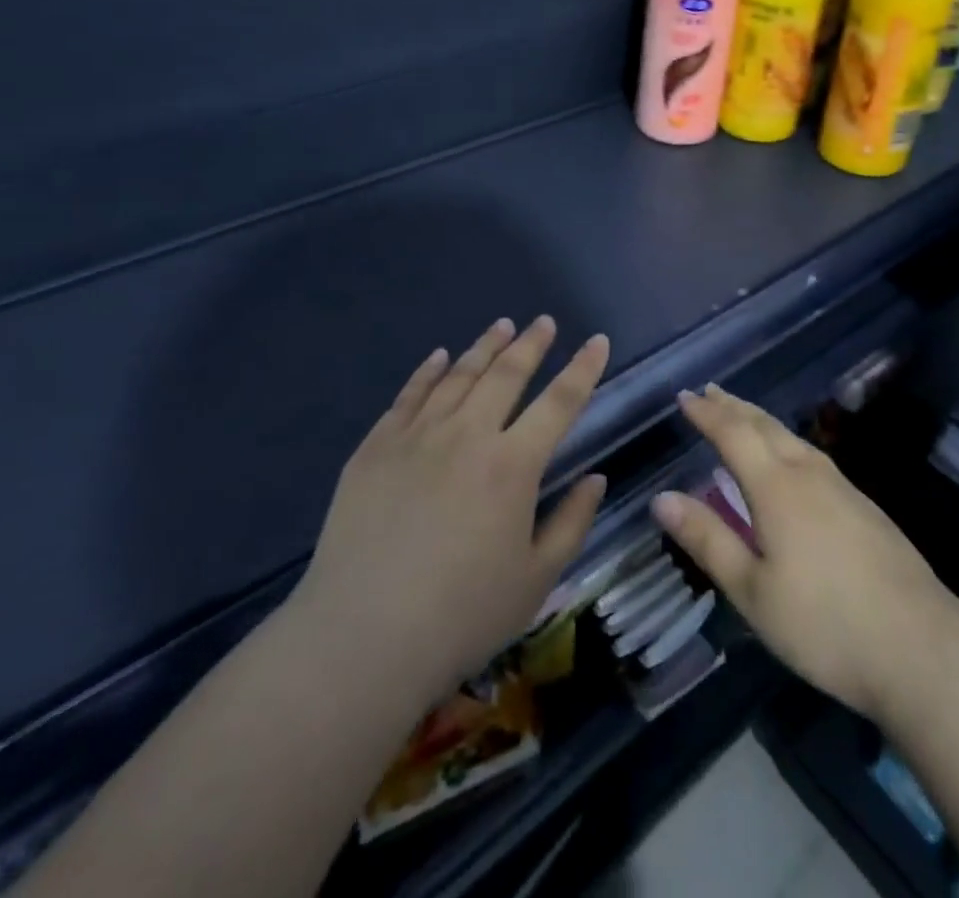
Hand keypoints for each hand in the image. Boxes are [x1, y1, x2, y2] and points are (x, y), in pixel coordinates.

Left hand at [297, 317, 609, 698]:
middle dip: (531, 344)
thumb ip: (572, 523)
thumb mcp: (536, 579)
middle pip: (507, 374)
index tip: (597, 340)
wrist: (361, 637)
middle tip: (544, 321)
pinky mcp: (376, 446)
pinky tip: (440, 356)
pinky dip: (429, 370)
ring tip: (502, 325)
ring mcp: (417, 436)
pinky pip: (409, 394)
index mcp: (513, 465)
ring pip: (459, 375)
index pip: (560, 402)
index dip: (583, 368)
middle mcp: (467, 435)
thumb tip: (595, 478)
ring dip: (485, 347)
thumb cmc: (461, 616)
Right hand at [652, 387, 958, 719]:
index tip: (685, 397)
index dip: (707, 414)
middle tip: (710, 392)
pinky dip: (786, 442)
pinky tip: (792, 460)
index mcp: (776, 488)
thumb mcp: (753, 591)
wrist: (923, 648)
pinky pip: (813, 456)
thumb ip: (708, 540)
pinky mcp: (866, 508)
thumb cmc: (825, 624)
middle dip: (733, 407)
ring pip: (793, 438)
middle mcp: (808, 474)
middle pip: (765, 426)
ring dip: (761, 421)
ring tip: (743, 416)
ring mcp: (843, 488)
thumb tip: (662, 498)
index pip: (733, 434)